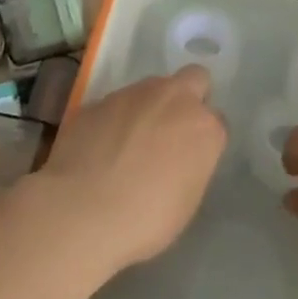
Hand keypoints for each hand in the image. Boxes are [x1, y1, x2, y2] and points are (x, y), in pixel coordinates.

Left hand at [24, 66, 226, 274]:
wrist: (81, 211)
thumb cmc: (145, 219)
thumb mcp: (186, 201)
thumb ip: (191, 165)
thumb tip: (179, 156)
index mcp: (204, 127)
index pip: (216, 120)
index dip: (203, 138)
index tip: (191, 157)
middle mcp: (173, 98)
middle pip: (194, 79)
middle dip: (188, 98)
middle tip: (170, 132)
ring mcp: (133, 94)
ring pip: (151, 88)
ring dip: (147, 108)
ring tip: (128, 145)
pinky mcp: (98, 100)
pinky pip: (115, 104)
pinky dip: (113, 120)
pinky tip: (99, 149)